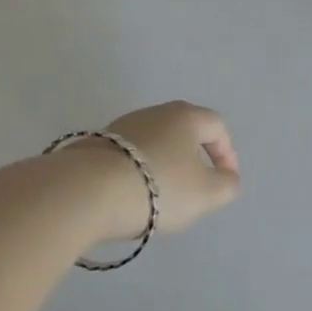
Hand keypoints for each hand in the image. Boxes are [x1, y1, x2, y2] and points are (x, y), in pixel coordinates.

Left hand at [56, 101, 240, 241]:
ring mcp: (121, 127)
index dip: (227, 154)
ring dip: (162, 166)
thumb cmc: (158, 187)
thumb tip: (227, 178)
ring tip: (159, 197)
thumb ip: (226, 186)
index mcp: (186, 116)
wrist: (84, 193)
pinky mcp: (93, 145)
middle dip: (193, 158)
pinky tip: (129, 197)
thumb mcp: (206, 194)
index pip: (217, 127)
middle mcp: (155, 112)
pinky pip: (126, 158)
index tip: (225, 181)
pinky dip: (135, 173)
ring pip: (153, 144)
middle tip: (194, 187)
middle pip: (184, 131)